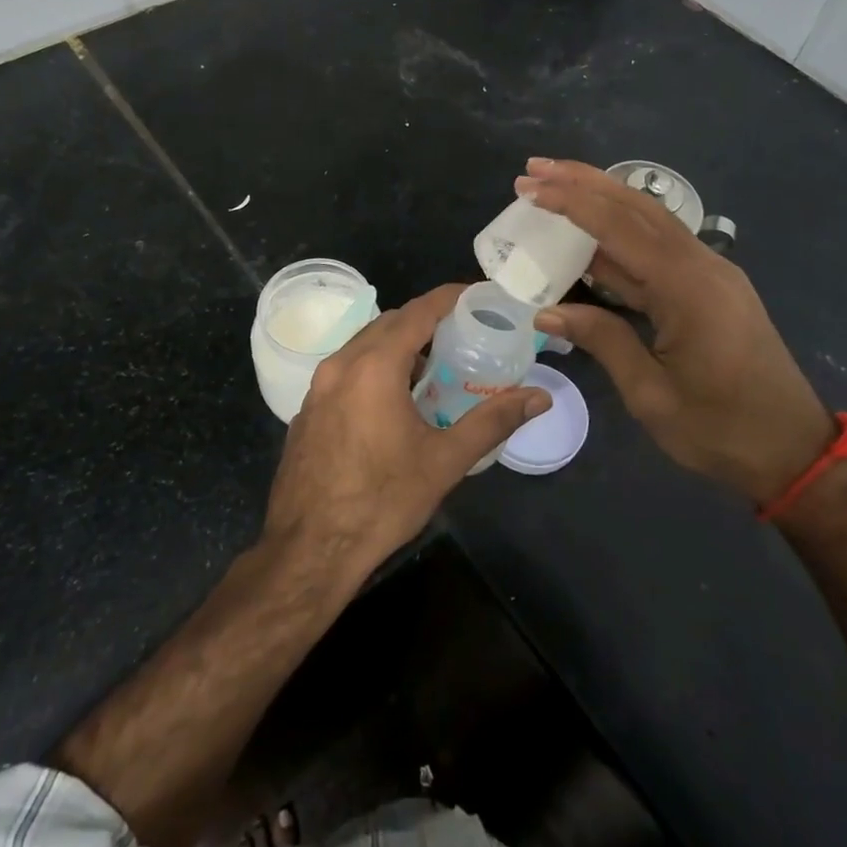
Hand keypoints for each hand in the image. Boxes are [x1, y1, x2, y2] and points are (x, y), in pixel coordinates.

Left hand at [265, 284, 549, 575]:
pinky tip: (394, 400)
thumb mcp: (444, 461)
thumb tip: (539, 398)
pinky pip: (346, 369)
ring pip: (363, 345)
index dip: (450, 298)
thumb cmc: (381, 501)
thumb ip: (493, 421)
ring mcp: (317, 387)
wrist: (308, 550)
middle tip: (463, 335)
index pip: (418, 311)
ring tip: (435, 367)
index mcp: (374, 366)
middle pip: (389, 323)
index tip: (479, 296)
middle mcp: (340, 364)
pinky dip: (374, 367)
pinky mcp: (307, 410)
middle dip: (426, 321)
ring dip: (399, 345)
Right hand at [519, 158, 833, 505]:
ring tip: (555, 185)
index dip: (571, 203)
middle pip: (638, 208)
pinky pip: (661, 247)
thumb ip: (602, 340)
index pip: (619, 228)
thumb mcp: (651, 394)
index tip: (529, 188)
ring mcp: (712, 273)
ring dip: (603, 200)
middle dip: (584, 183)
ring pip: (651, 221)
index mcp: (688, 288)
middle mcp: (703, 266)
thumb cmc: (720, 431)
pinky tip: (594, 234)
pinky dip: (622, 233)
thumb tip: (546, 312)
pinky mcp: (713, 287)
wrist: (795, 452)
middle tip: (534, 169)